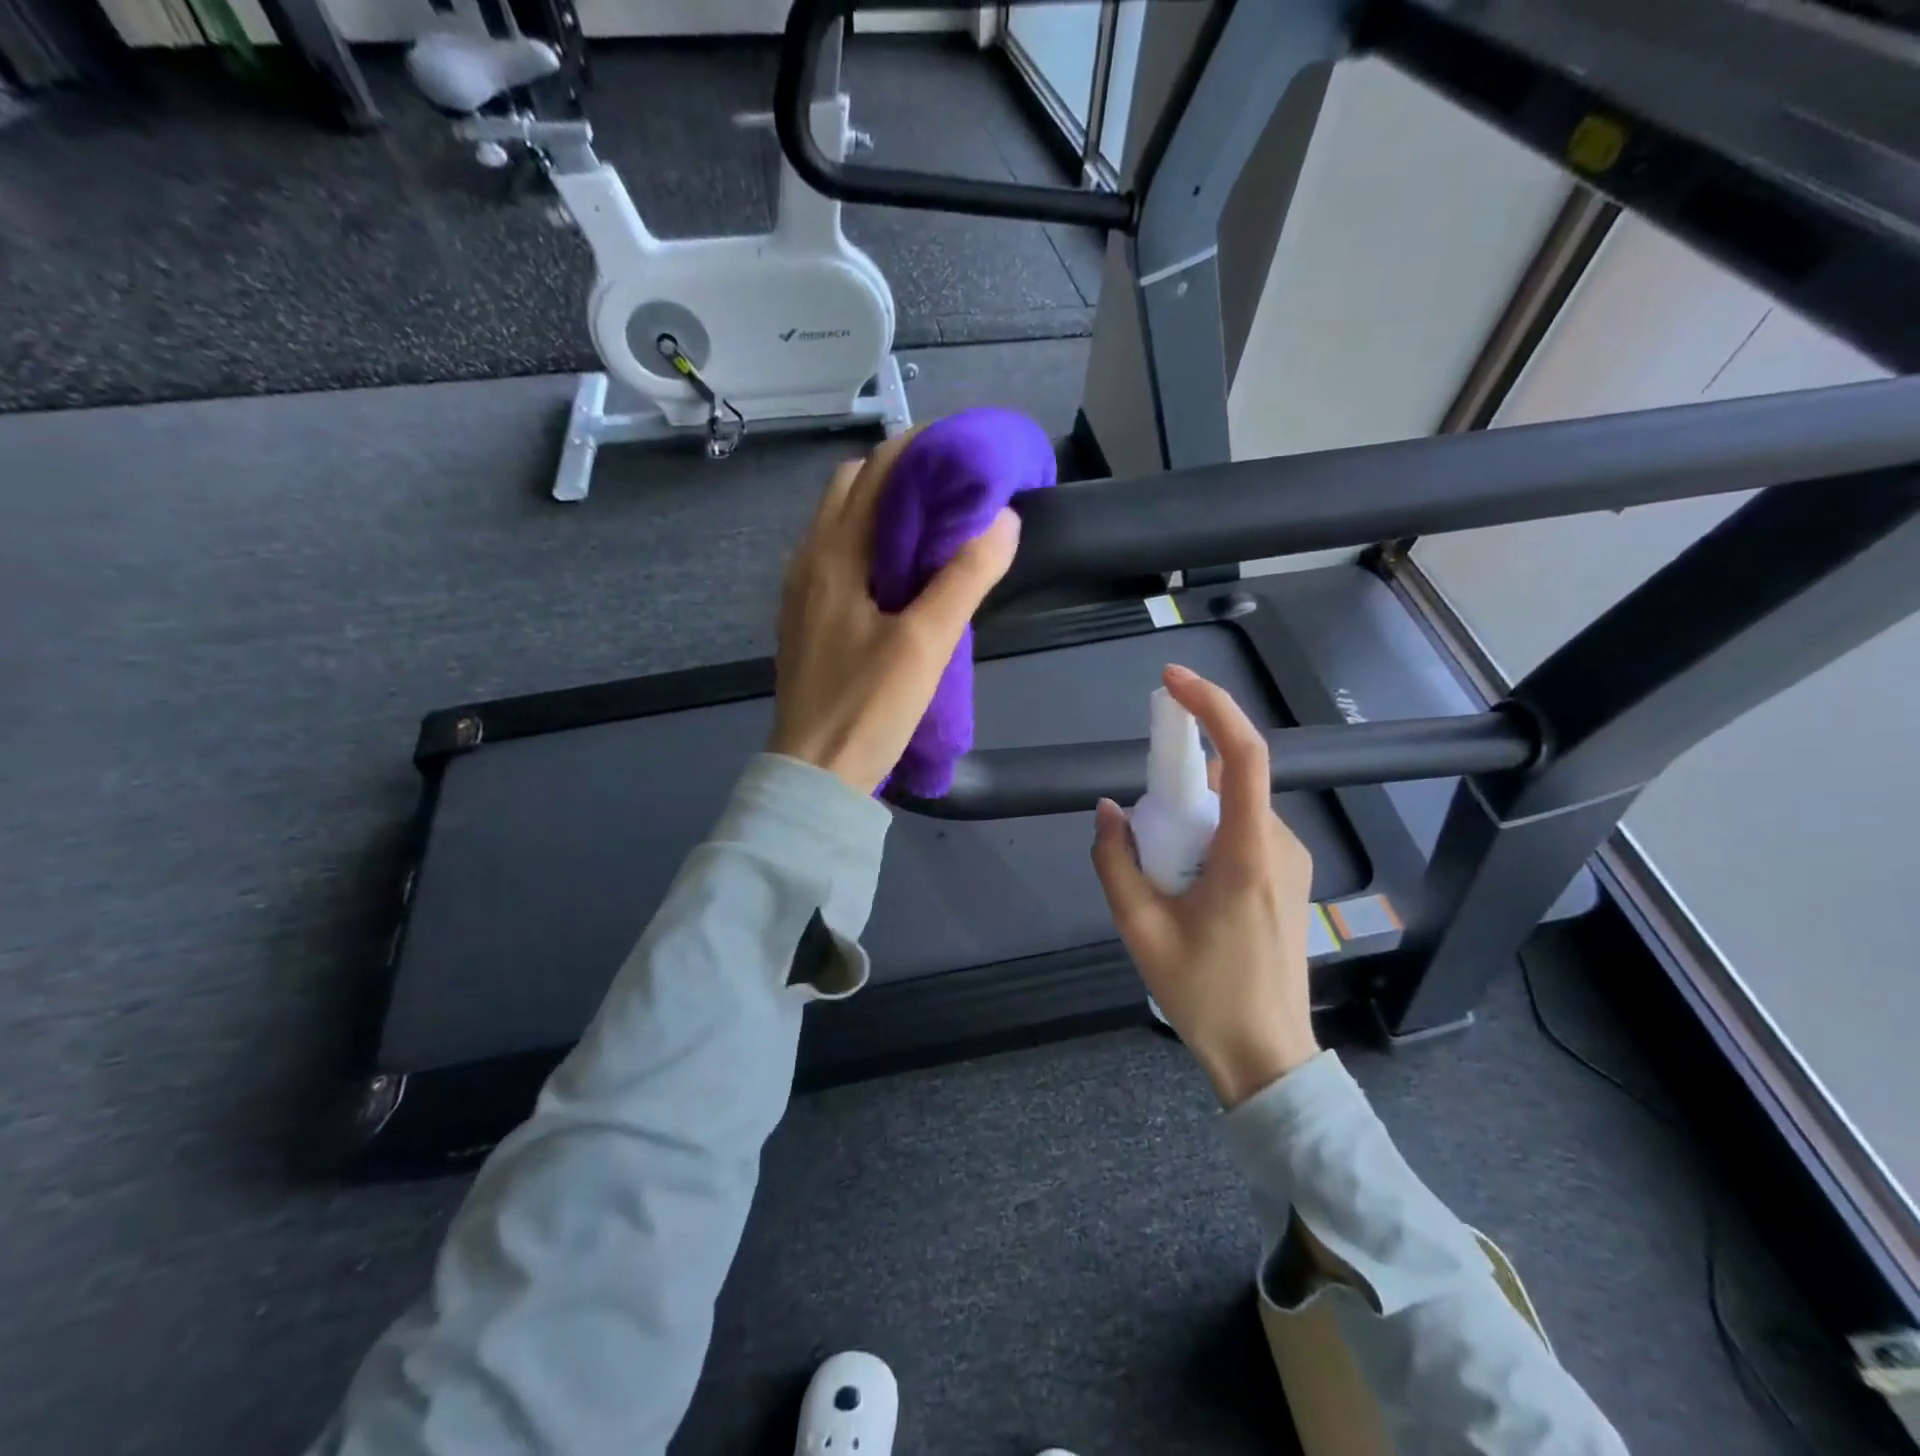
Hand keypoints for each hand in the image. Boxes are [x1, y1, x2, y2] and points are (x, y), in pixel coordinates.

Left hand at [769, 431, 1020, 795]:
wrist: (814, 773)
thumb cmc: (867, 708)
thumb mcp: (925, 644)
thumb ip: (964, 579)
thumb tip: (1003, 519)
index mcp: (833, 555)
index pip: (875, 472)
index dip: (919, 451)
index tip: (965, 455)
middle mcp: (809, 560)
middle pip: (852, 488)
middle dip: (901, 475)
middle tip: (953, 490)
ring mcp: (802, 590)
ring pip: (841, 522)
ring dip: (884, 509)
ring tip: (935, 527)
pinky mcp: (807, 618)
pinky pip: (837, 556)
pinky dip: (870, 543)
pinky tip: (902, 573)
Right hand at [1090, 664, 1318, 1106]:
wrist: (1267, 1054)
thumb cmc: (1205, 993)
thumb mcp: (1140, 929)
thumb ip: (1115, 862)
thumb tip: (1109, 810)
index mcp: (1247, 852)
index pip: (1242, 755)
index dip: (1210, 707)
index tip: (1172, 681)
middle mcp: (1279, 843)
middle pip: (1229, 781)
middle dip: (1179, 783)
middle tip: (1143, 830)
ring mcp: (1290, 860)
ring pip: (1233, 807)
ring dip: (1191, 817)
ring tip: (1164, 876)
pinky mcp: (1289, 876)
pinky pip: (1243, 830)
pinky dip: (1208, 834)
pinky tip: (1187, 884)